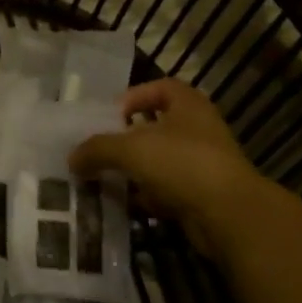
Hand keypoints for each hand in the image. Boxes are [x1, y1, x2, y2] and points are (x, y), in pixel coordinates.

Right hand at [71, 78, 285, 257]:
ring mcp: (204, 164)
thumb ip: (96, 149)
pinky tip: (126, 203)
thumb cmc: (181, 164)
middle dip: (128, 138)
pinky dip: (147, 196)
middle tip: (102, 148)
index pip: (160, 87)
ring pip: (161, 161)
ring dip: (136, 169)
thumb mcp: (129, 148)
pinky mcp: (203, 195)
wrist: (229, 216)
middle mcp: (199, 129)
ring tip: (106, 177)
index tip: (110, 116)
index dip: (134, 96)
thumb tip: (72, 159)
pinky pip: (168, 190)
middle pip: (157, 126)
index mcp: (188, 104)